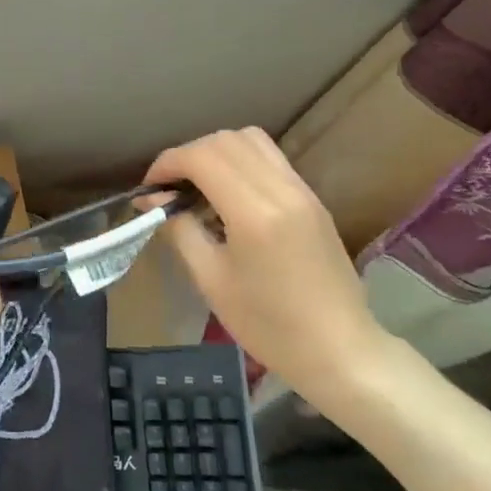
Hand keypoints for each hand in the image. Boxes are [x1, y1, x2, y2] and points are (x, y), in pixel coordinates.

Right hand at [145, 127, 390, 403]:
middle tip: (169, 188)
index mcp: (254, 213)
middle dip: (188, 154)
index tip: (149, 189)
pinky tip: (229, 194)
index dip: (167, 163)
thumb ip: (179, 230)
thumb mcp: (212, 280)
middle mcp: (281, 189)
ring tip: (198, 185)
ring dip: (216, 151)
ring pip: (250, 140)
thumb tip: (151, 200)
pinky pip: (270, 158)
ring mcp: (302, 190)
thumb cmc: (270, 326)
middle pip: (225, 140)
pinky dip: (240, 161)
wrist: (341, 351)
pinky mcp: (312, 198)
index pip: (202, 157)